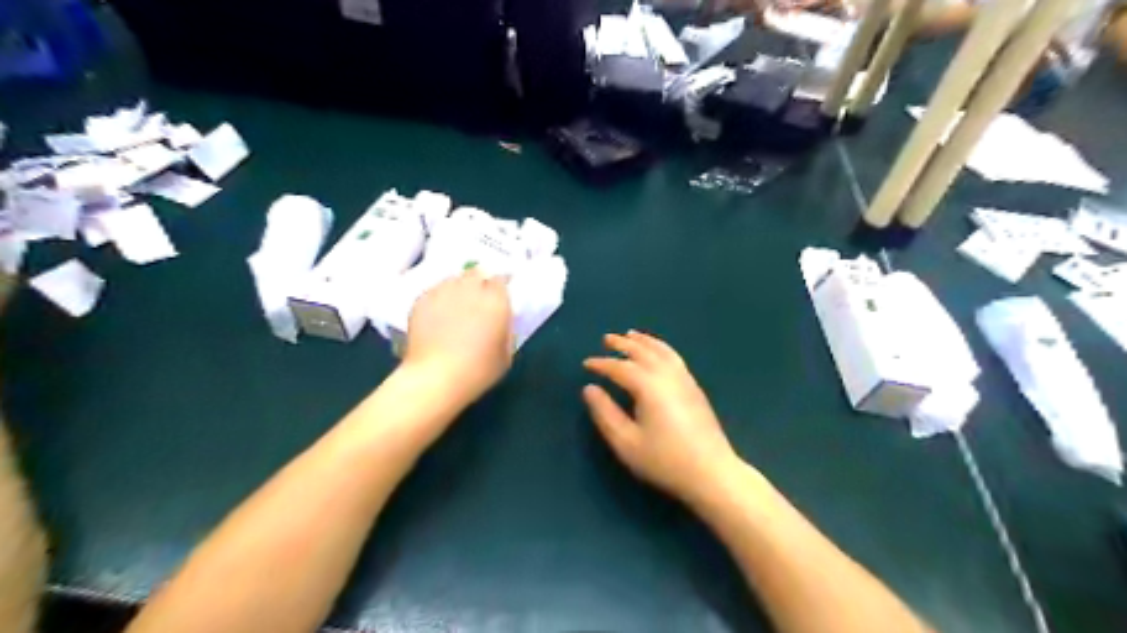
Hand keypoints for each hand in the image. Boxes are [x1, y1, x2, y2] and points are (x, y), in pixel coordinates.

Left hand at [402, 266, 513, 407]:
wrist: (435, 377)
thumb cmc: (478, 370)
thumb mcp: (506, 353)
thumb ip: (506, 330)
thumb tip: (502, 321)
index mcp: (495, 300)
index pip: (501, 278)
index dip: (501, 285)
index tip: (501, 294)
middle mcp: (470, 288)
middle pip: (476, 273)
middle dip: (480, 281)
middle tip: (479, 297)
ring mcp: (443, 291)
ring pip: (454, 279)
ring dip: (459, 287)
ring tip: (457, 304)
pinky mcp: (421, 300)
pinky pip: (435, 290)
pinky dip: (440, 297)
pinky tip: (439, 314)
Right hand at [585, 335, 744, 507]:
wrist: (711, 472)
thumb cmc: (664, 460)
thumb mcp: (626, 442)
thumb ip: (605, 414)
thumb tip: (590, 389)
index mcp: (648, 386)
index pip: (620, 367)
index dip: (601, 364)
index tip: (586, 364)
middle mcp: (667, 375)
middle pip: (642, 351)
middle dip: (622, 344)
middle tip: (606, 338)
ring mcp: (684, 379)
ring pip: (661, 350)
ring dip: (643, 341)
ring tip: (630, 334)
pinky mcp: (694, 387)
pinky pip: (674, 357)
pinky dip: (660, 347)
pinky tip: (657, 352)